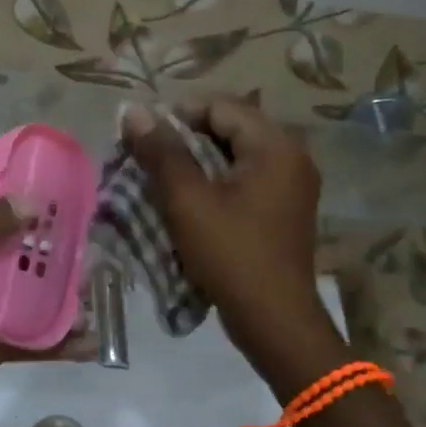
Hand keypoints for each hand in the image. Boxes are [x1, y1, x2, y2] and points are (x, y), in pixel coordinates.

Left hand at [0, 201, 85, 426]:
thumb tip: (30, 202)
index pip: (3, 221)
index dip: (34, 212)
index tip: (72, 206)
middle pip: (26, 262)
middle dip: (59, 259)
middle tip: (99, 257)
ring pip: (35, 302)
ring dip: (65, 300)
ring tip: (101, 299)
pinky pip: (35, 341)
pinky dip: (61, 342)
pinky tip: (91, 344)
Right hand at [122, 99, 332, 382]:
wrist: (274, 320)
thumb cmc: (230, 254)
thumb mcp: (188, 201)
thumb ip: (161, 152)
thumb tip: (134, 112)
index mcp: (276, 146)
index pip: (220, 106)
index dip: (177, 115)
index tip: (141, 137)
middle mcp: (292, 157)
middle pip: (230, 129)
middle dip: (184, 139)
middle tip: (146, 158)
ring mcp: (291, 185)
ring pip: (234, 156)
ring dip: (196, 162)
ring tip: (160, 179)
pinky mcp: (284, 210)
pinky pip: (244, 180)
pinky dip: (214, 183)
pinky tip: (188, 202)